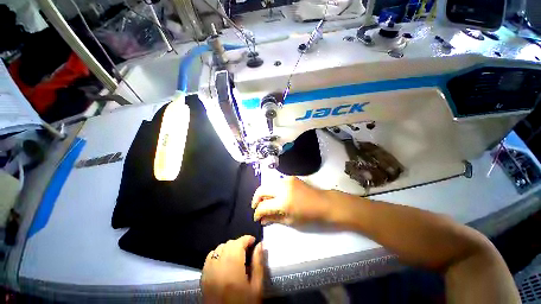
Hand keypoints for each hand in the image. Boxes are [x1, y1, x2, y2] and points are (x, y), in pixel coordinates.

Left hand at [201, 236, 263, 303]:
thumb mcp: (256, 287)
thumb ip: (258, 263)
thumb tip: (260, 244)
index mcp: (233, 269)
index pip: (238, 244)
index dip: (247, 238)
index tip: (253, 241)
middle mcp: (219, 267)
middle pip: (229, 244)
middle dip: (239, 243)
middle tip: (247, 250)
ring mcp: (209, 272)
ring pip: (219, 248)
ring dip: (229, 247)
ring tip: (237, 255)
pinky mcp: (203, 277)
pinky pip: (210, 257)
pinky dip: (218, 253)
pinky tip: (224, 261)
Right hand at [252, 176, 330, 225]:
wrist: (323, 202)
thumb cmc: (309, 215)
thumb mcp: (290, 220)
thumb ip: (273, 219)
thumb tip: (261, 220)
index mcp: (283, 201)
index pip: (263, 206)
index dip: (257, 213)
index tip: (256, 217)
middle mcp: (282, 187)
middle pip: (261, 190)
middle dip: (256, 199)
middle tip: (256, 207)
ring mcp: (286, 180)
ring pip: (267, 184)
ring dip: (263, 193)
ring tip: (265, 202)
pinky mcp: (290, 177)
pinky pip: (276, 182)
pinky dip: (272, 189)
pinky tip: (275, 196)